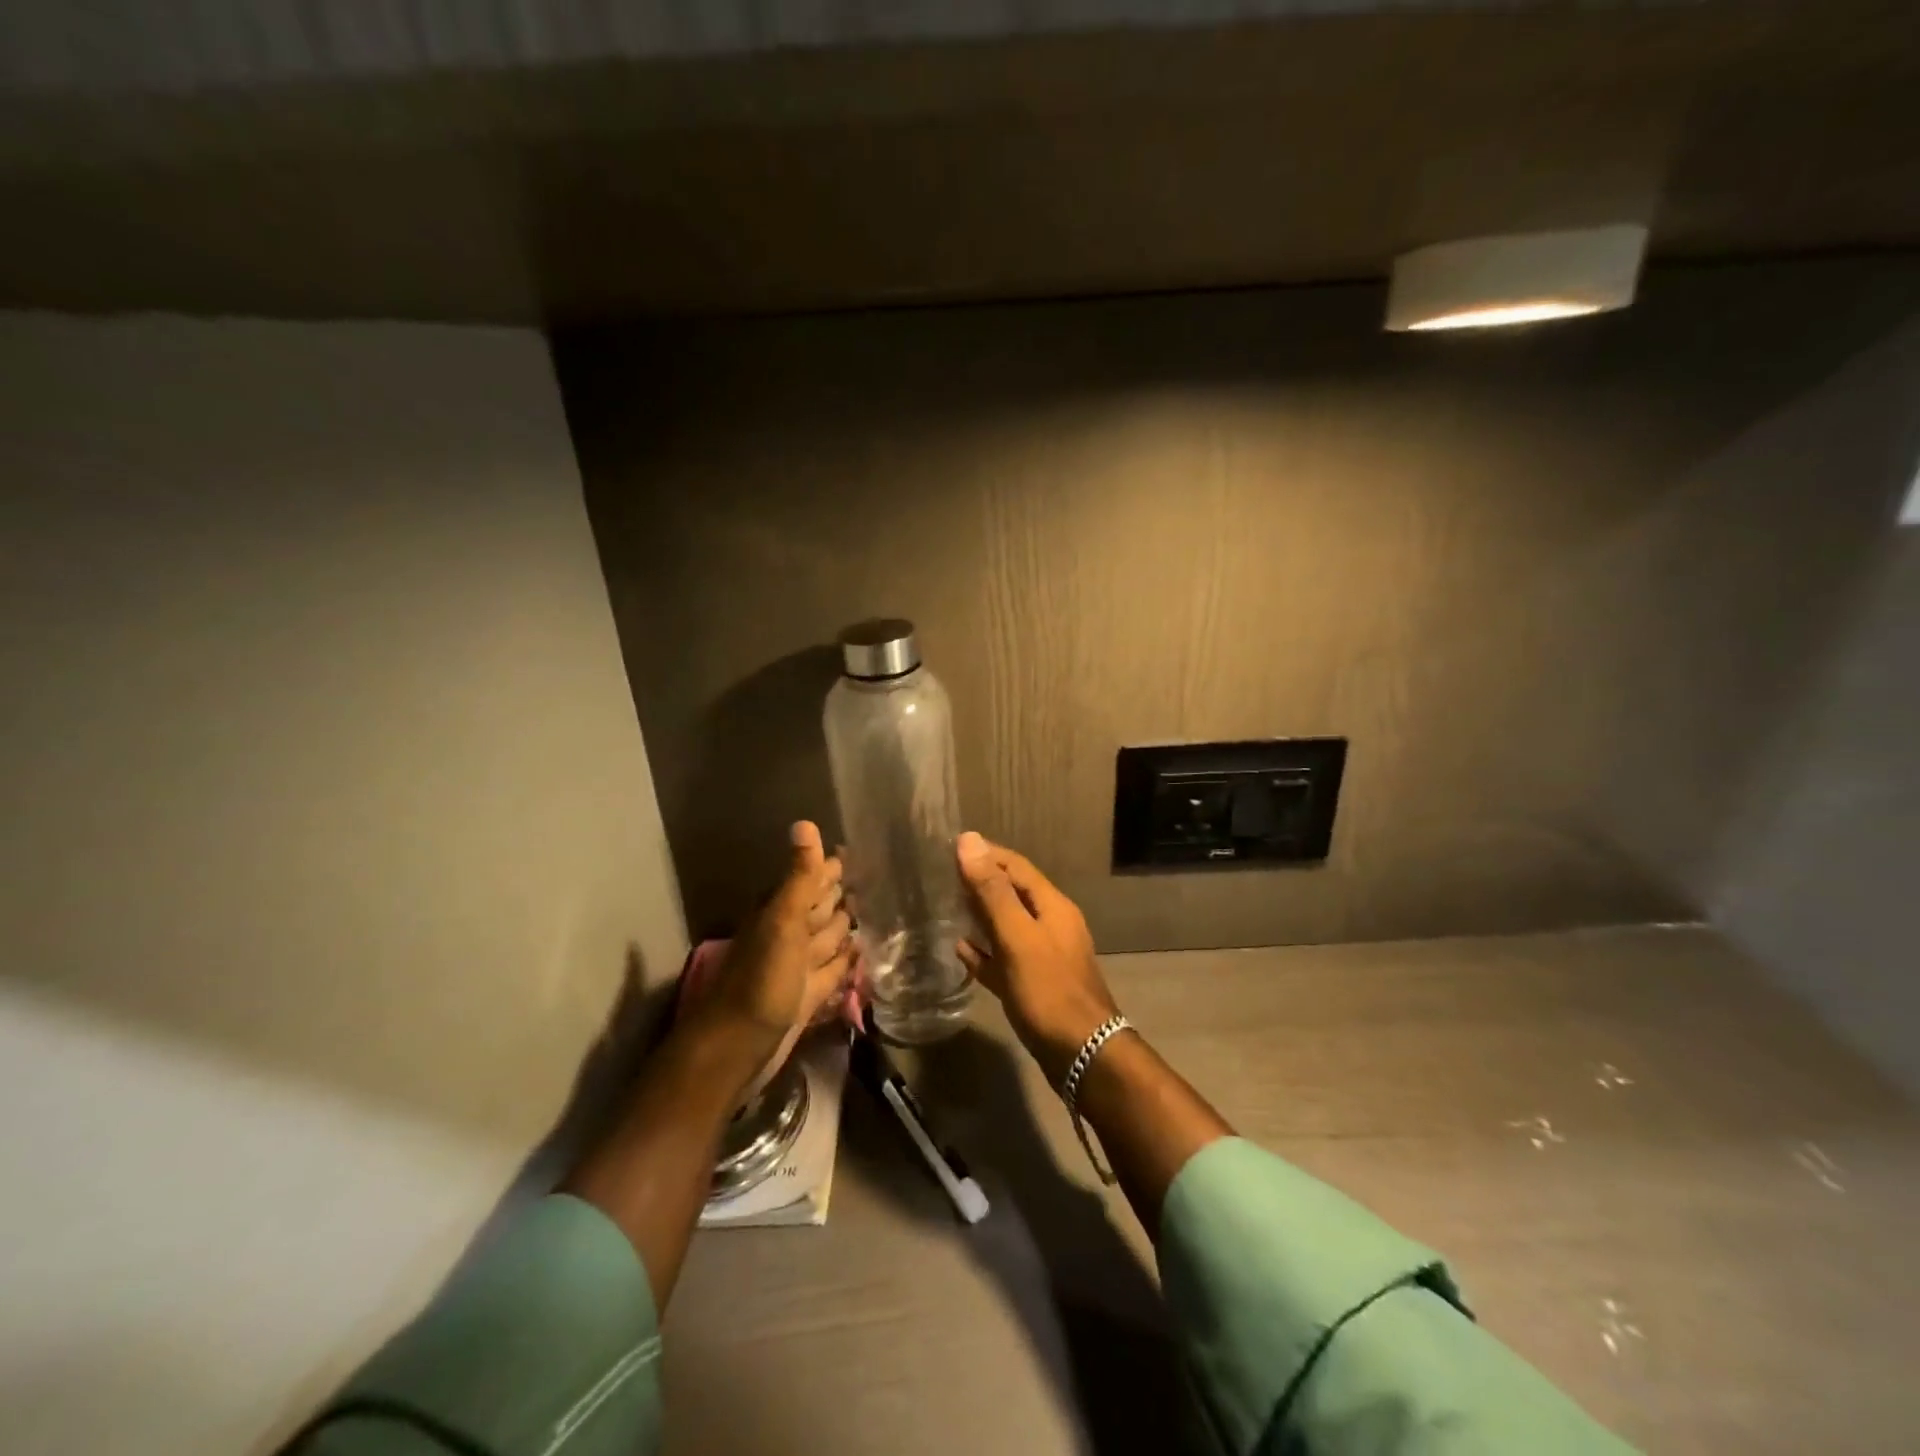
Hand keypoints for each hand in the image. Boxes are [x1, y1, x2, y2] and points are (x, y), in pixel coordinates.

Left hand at [695, 821, 853, 1084]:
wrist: (738, 1047)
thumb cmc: (761, 979)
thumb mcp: (783, 921)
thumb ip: (799, 877)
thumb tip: (805, 822)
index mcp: (780, 911)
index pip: (812, 879)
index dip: (832, 867)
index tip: (860, 852)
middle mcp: (790, 934)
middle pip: (821, 907)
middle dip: (843, 894)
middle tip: (876, 879)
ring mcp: (800, 966)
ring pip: (828, 937)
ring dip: (848, 925)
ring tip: (877, 910)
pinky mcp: (809, 995)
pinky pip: (834, 969)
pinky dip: (848, 960)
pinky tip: (864, 952)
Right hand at [956, 831, 1120, 1085]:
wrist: (1082, 1054)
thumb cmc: (1048, 990)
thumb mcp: (1017, 936)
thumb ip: (993, 891)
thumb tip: (969, 840)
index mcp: (1052, 906)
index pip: (1016, 866)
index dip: (986, 853)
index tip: (951, 848)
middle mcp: (1051, 925)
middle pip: (1012, 893)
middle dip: (981, 882)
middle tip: (943, 876)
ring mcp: (1044, 956)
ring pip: (1008, 925)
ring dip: (981, 914)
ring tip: (948, 907)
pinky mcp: (1035, 985)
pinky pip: (1004, 959)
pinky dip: (984, 951)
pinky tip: (962, 951)